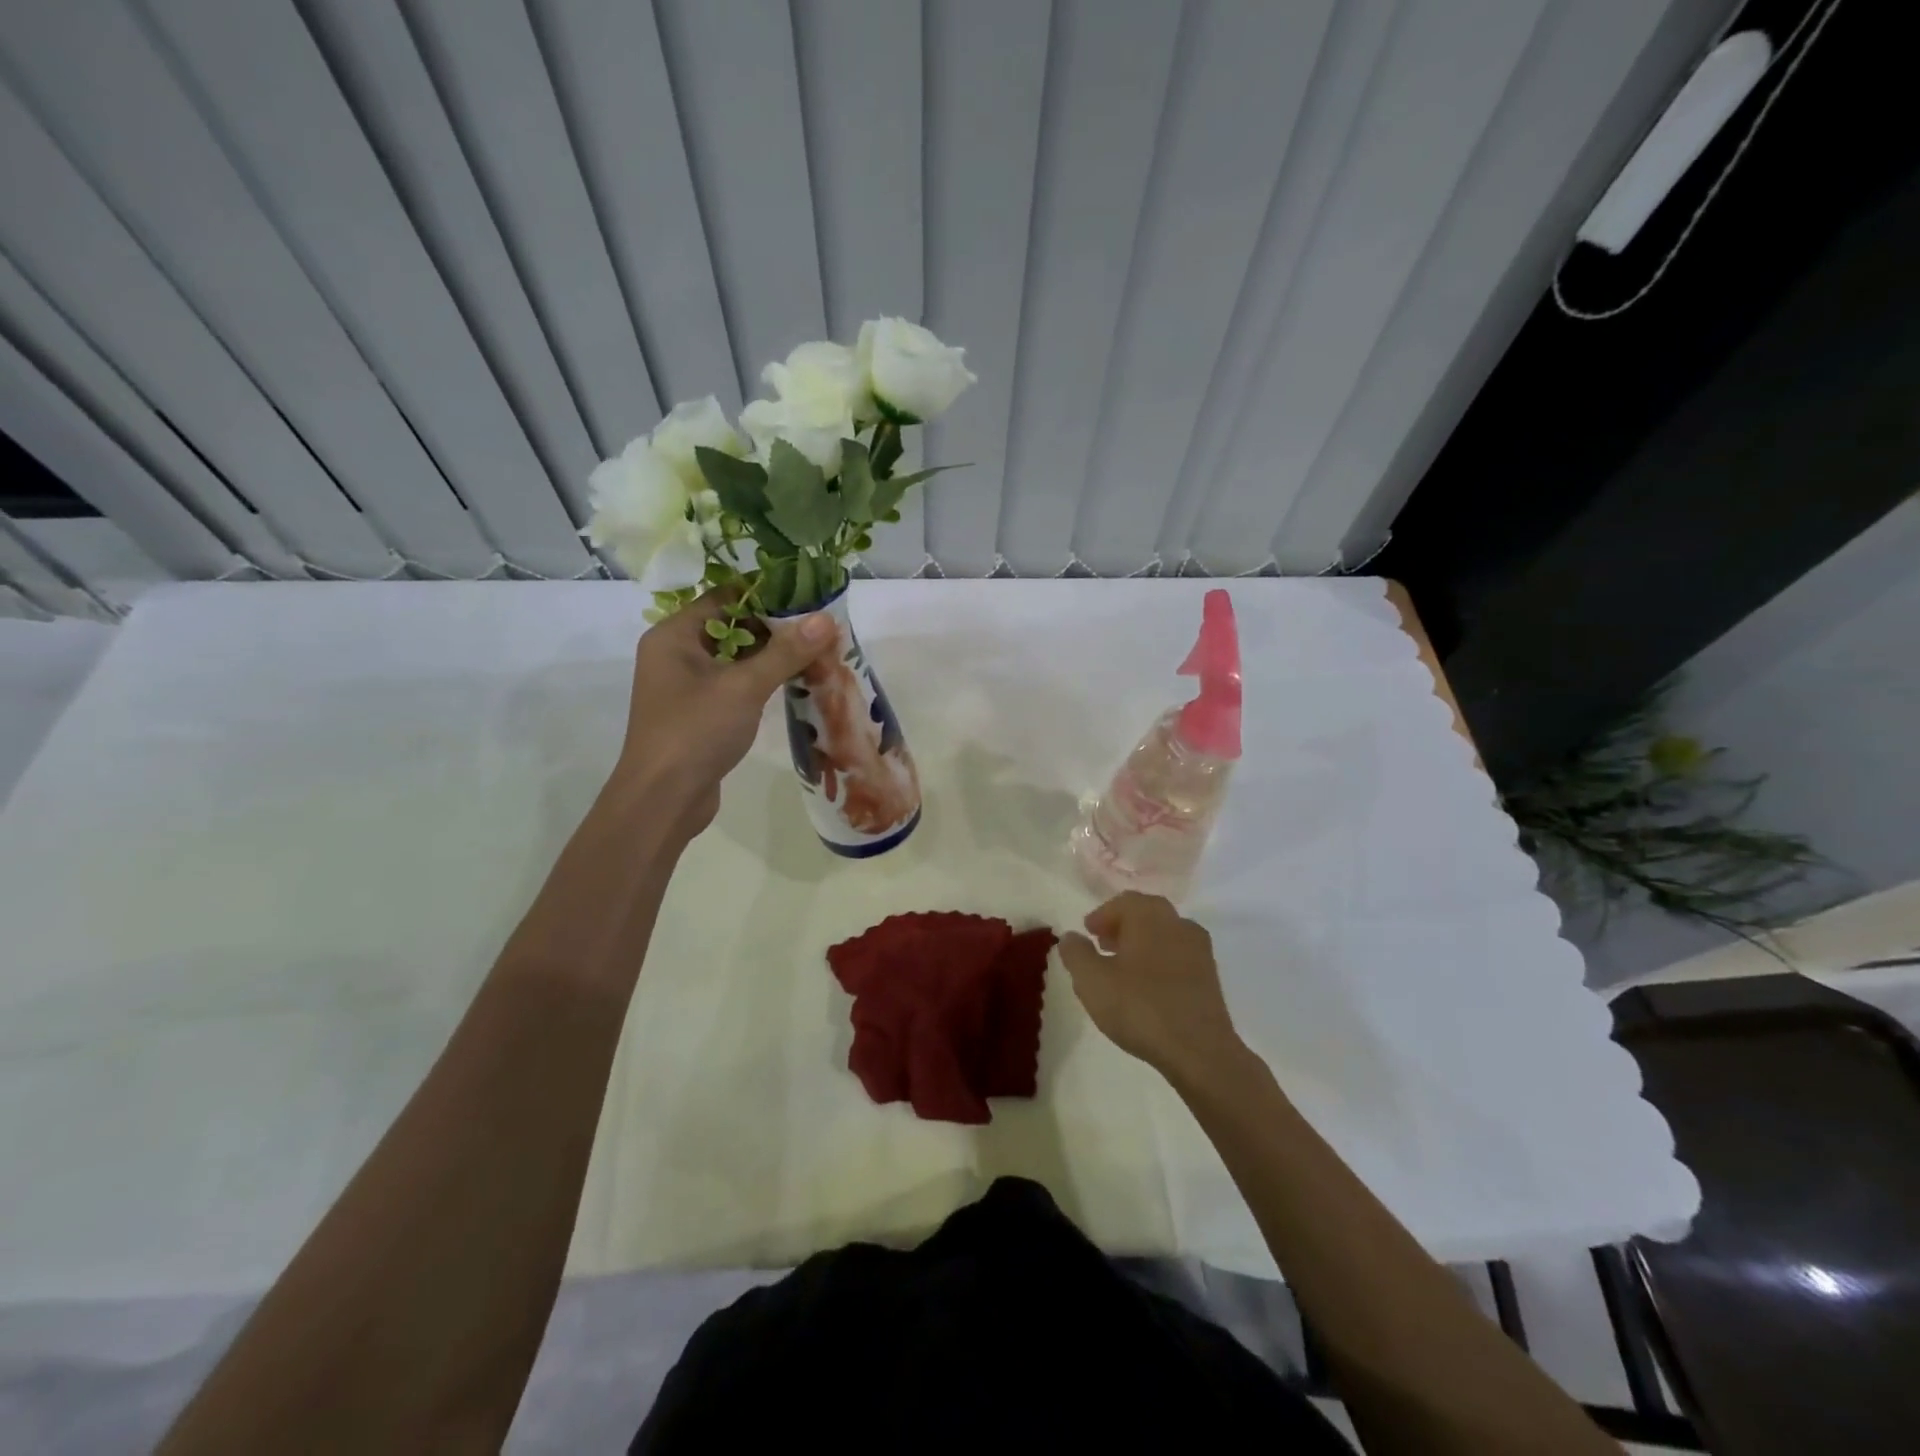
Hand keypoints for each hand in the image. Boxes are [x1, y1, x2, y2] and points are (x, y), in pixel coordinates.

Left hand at [610, 594, 835, 835]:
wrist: (663, 799)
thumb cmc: (696, 732)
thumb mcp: (744, 687)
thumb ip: (785, 651)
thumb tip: (826, 619)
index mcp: (674, 636)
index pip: (724, 597)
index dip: (766, 594)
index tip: (808, 595)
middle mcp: (676, 654)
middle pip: (732, 626)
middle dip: (777, 627)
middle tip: (821, 627)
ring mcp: (688, 686)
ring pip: (737, 658)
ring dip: (773, 656)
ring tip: (818, 652)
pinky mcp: (701, 713)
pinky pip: (736, 684)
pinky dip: (763, 681)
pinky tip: (796, 682)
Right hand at [1059, 893, 1247, 1082]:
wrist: (1199, 1051)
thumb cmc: (1139, 1007)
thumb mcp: (1092, 981)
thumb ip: (1076, 953)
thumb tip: (1070, 936)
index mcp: (1150, 916)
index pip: (1123, 902)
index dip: (1102, 915)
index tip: (1087, 933)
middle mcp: (1178, 923)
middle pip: (1146, 914)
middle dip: (1122, 926)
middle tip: (1102, 945)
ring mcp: (1199, 950)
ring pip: (1164, 935)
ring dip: (1141, 944)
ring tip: (1122, 969)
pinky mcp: (1211, 976)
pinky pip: (1178, 956)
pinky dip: (1160, 961)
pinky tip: (1147, 987)